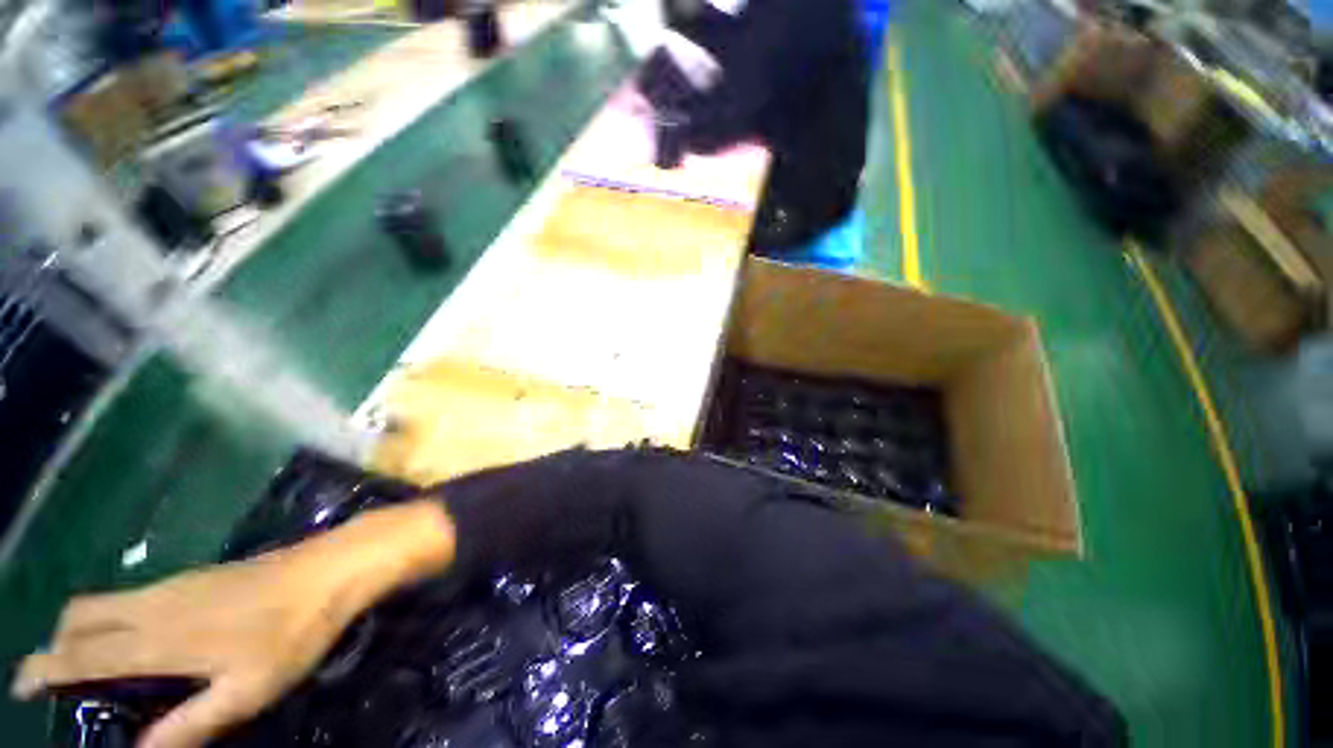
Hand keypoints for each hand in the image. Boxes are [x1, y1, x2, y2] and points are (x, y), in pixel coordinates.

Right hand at [11, 501, 456, 747]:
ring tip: (91, 665)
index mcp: (157, 638)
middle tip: (59, 679)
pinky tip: (137, 640)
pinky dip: (115, 618)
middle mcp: (154, 604)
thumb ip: (188, 725)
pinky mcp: (198, 576)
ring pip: (106, 602)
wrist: (332, 568)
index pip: (81, 651)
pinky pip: (135, 596)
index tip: (20, 685)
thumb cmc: (292, 632)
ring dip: (86, 629)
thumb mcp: (244, 691)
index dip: (45, 667)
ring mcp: (176, 584)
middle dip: (59, 644)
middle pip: (82, 615)